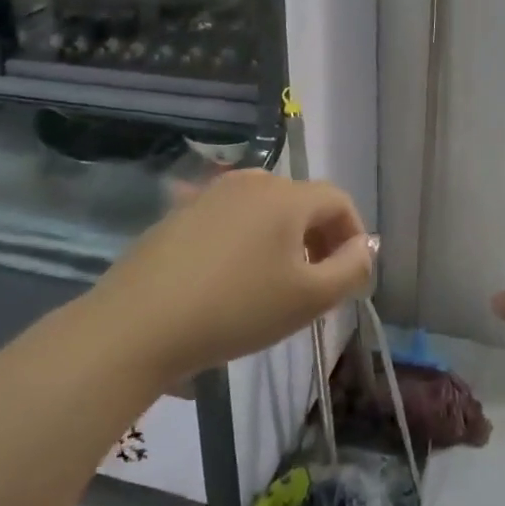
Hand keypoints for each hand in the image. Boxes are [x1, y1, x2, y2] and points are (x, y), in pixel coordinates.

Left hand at [82, 170, 372, 384]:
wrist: (139, 323)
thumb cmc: (236, 309)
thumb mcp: (308, 299)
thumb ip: (350, 269)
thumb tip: (365, 247)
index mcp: (286, 195)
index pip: (338, 201)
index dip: (355, 236)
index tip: (351, 276)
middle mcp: (250, 182)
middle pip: (302, 202)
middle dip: (320, 239)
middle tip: (319, 284)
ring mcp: (210, 194)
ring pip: (266, 211)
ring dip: (285, 241)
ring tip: (277, 284)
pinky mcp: (180, 213)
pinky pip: (232, 220)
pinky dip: (248, 242)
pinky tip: (233, 280)